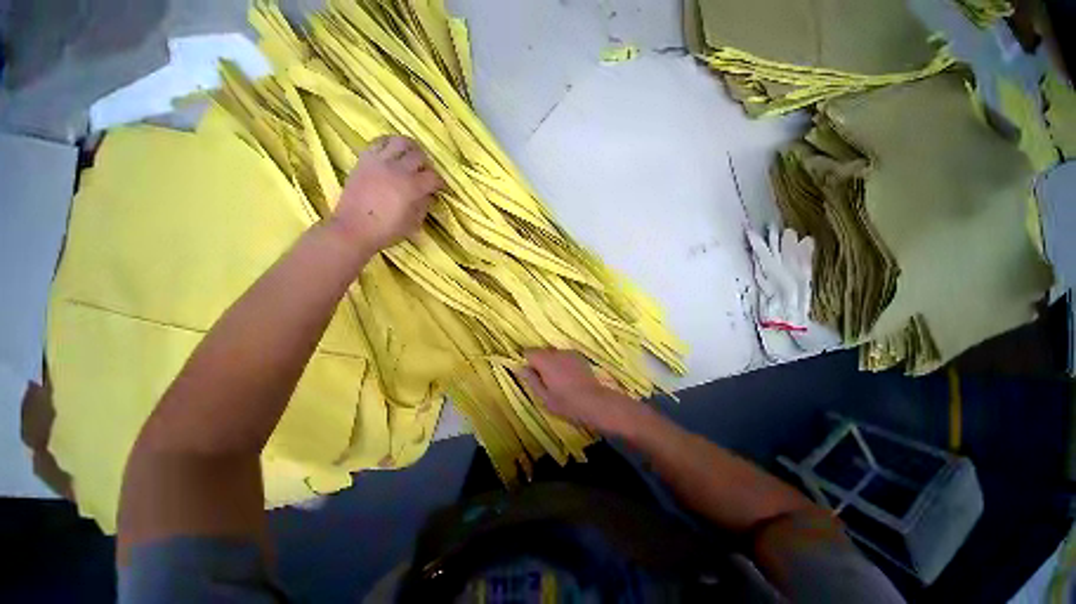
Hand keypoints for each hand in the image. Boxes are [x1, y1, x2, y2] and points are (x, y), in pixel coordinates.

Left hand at [331, 135, 443, 253]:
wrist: (353, 228)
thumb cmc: (387, 230)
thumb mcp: (413, 223)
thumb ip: (424, 206)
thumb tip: (430, 196)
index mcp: (411, 187)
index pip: (433, 177)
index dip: (441, 183)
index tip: (441, 189)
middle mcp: (397, 169)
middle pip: (419, 156)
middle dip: (427, 165)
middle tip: (427, 174)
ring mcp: (379, 161)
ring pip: (400, 141)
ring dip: (411, 148)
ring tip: (411, 158)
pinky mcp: (364, 159)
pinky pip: (380, 142)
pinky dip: (390, 144)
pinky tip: (393, 154)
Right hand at [516, 349, 647, 436]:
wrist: (595, 402)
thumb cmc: (566, 403)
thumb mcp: (544, 397)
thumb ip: (531, 380)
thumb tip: (520, 367)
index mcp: (545, 361)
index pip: (529, 351)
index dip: (526, 361)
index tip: (530, 373)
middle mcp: (556, 352)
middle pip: (542, 351)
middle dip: (539, 362)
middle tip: (543, 380)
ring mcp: (569, 353)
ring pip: (553, 353)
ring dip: (551, 362)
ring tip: (557, 380)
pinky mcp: (579, 357)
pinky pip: (564, 356)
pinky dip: (562, 362)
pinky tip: (568, 377)